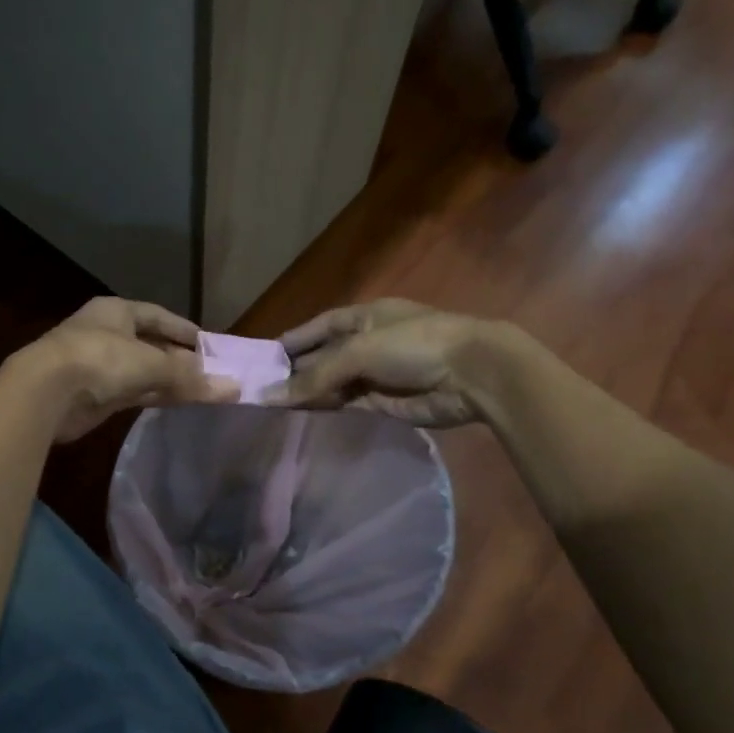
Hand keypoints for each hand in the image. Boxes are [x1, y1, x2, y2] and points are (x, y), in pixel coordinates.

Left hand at [14, 297, 237, 442]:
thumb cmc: (99, 360)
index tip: (209, 344)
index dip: (183, 329)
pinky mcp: (95, 394)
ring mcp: (99, 365)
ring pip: (142, 371)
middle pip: (150, 344)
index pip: (157, 316)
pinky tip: (175, 403)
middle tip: (211, 372)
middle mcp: (107, 334)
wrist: (46, 392)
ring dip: (168, 380)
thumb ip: (190, 377)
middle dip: (179, 359)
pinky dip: (154, 396)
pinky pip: (133, 392)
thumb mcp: (151, 363)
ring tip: (201, 391)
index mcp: (116, 312)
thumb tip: (233, 388)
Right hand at [275, 299, 502, 428]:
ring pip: (332, 383)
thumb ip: (315, 375)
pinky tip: (303, 415)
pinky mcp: (383, 402)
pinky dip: (326, 408)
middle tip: (260, 389)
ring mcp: (375, 374)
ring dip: (308, 393)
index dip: (292, 340)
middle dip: (295, 371)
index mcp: (362, 317)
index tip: (261, 358)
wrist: (473, 374)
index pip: (318, 327)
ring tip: (273, 406)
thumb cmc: (415, 345)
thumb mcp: (359, 351)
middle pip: (322, 357)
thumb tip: (270, 396)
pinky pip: (346, 403)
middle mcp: (366, 343)